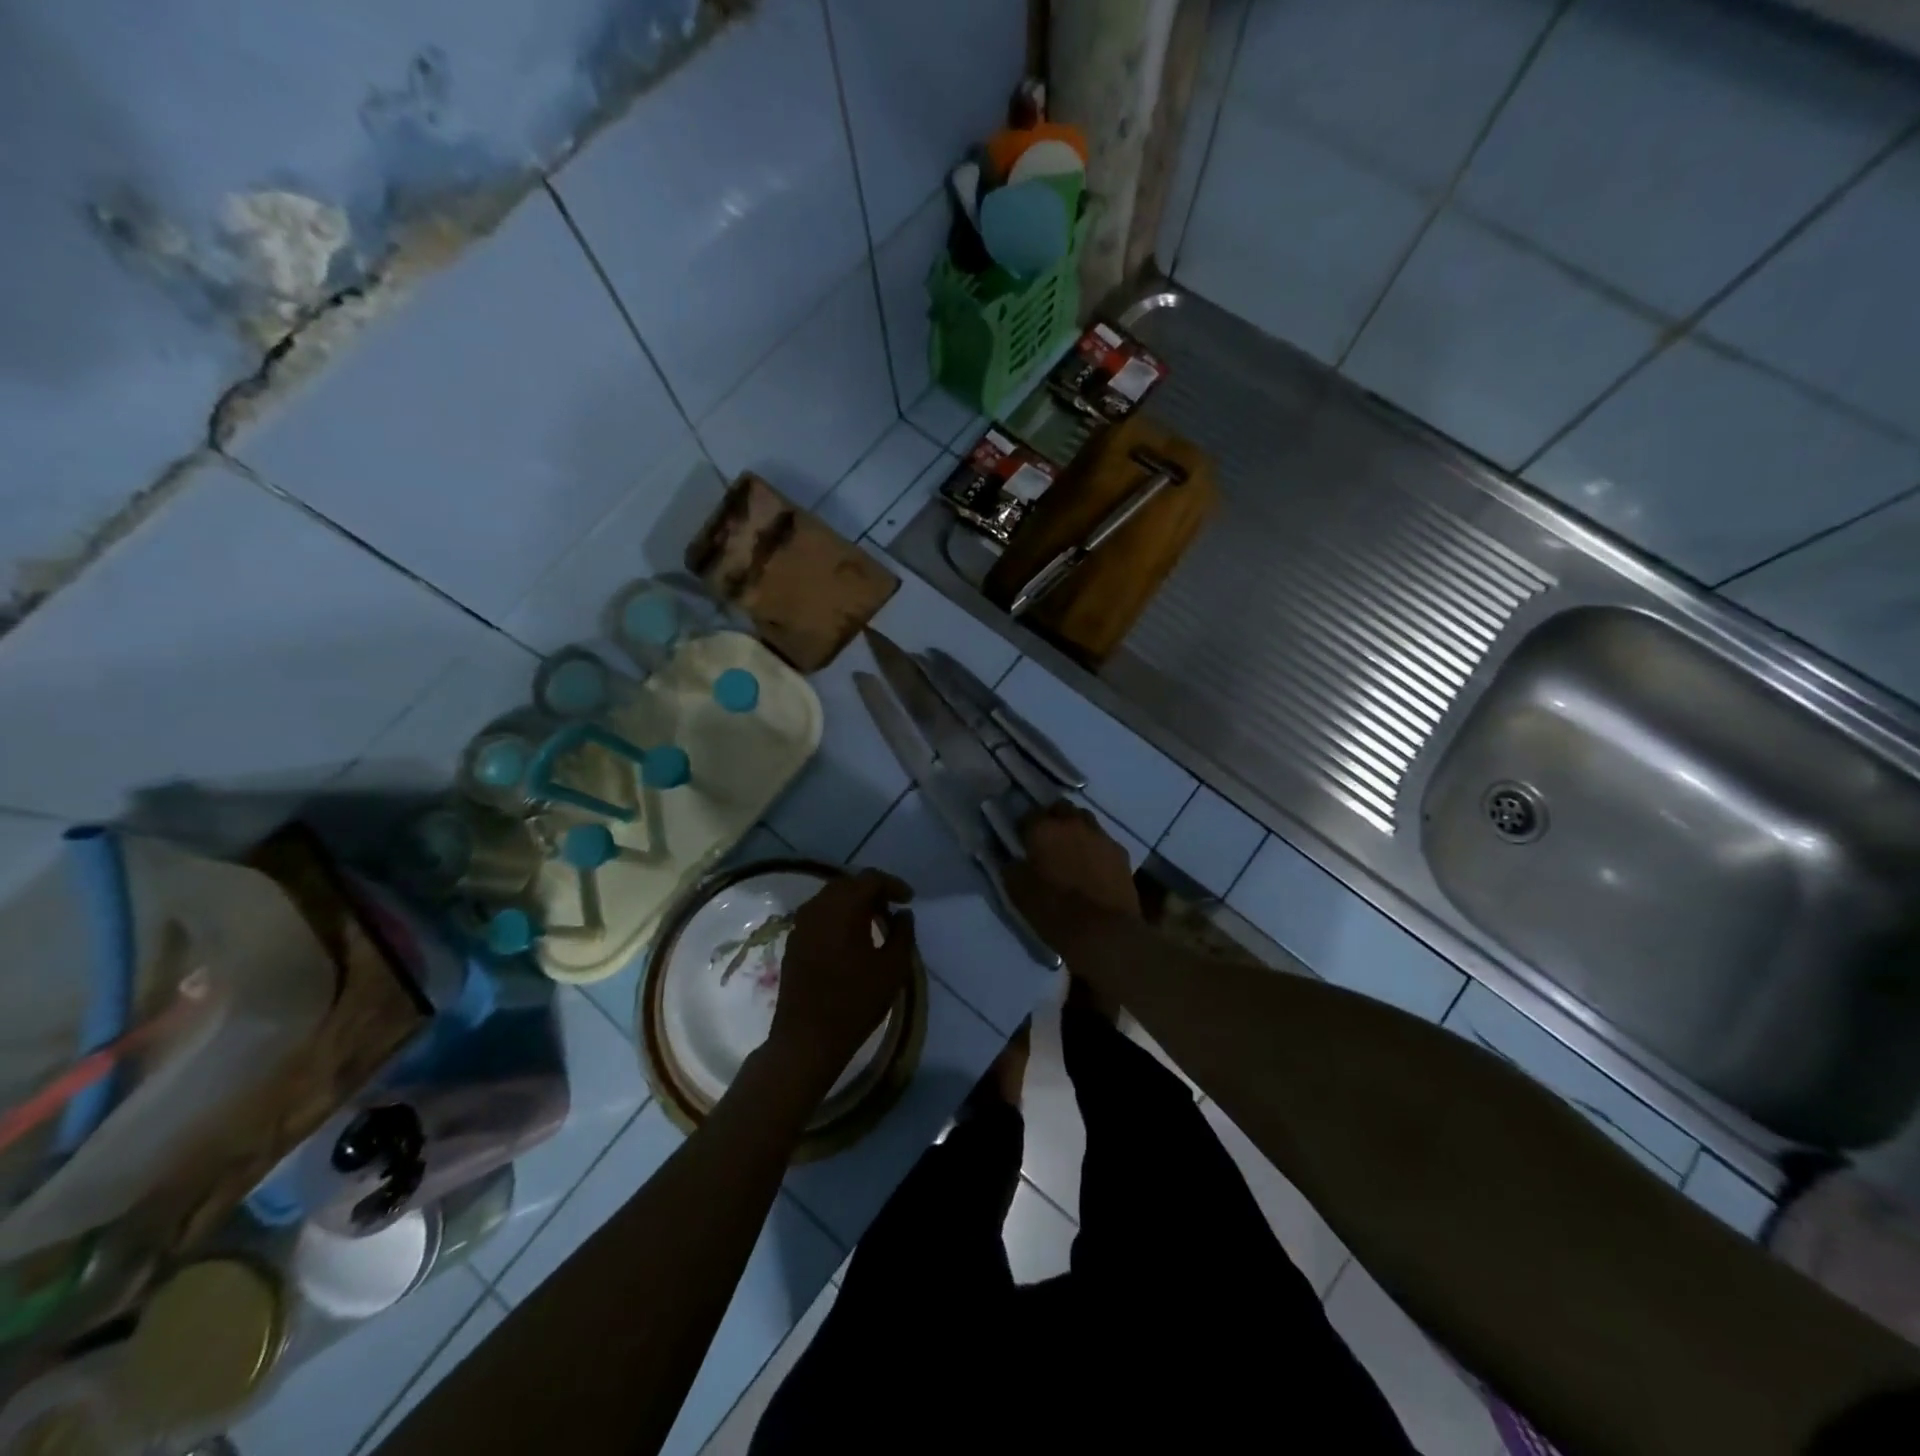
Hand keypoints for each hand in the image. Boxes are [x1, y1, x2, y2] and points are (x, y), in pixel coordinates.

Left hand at [769, 869, 915, 1097]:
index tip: (909, 899)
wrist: (807, 1039)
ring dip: (853, 903)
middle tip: (892, 908)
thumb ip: (903, 934)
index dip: (892, 884)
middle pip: (848, 884)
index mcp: (843, 908)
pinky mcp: (793, 941)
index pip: (870, 879)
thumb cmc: (855, 1002)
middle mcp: (818, 908)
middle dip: (872, 891)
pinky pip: (818, 915)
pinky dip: (837, 916)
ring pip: (830, 898)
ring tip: (874, 922)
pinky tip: (850, 937)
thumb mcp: (892, 968)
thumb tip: (903, 914)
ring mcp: (801, 924)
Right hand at [1021, 802, 1141, 917]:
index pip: (1029, 814)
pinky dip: (1095, 846)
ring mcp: (1100, 835)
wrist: (1104, 932)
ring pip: (1084, 819)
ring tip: (1071, 849)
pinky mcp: (1120, 852)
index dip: (1024, 827)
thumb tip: (1012, 859)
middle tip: (1047, 839)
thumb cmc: (1055, 911)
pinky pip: (1103, 840)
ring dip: (1075, 828)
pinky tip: (1092, 865)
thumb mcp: (1018, 893)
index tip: (1021, 840)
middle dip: (1052, 818)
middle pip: (1060, 808)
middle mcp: (1072, 823)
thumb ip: (1011, 868)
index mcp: (1044, 830)